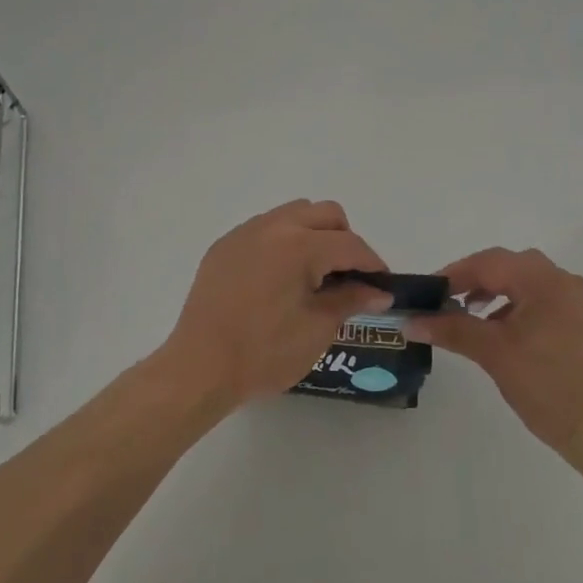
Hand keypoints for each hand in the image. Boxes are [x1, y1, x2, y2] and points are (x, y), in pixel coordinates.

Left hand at [159, 200, 393, 411]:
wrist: (199, 368)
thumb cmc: (263, 353)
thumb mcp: (316, 330)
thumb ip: (350, 300)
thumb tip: (378, 291)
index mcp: (299, 245)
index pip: (349, 244)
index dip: (372, 263)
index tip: (382, 284)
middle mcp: (273, 226)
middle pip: (325, 213)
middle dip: (344, 239)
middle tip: (347, 276)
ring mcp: (245, 232)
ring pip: (294, 213)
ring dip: (313, 234)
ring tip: (313, 274)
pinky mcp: (224, 245)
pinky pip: (265, 228)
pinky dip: (283, 242)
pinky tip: (279, 278)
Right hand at [407, 247, 582, 453]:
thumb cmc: (549, 386)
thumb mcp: (494, 354)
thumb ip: (453, 329)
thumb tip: (411, 321)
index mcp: (544, 280)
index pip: (488, 262)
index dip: (454, 274)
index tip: (427, 292)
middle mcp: (564, 281)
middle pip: (509, 265)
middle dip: (474, 279)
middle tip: (446, 301)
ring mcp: (578, 302)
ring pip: (526, 282)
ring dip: (495, 292)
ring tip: (470, 315)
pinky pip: (542, 300)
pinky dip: (517, 306)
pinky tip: (503, 331)